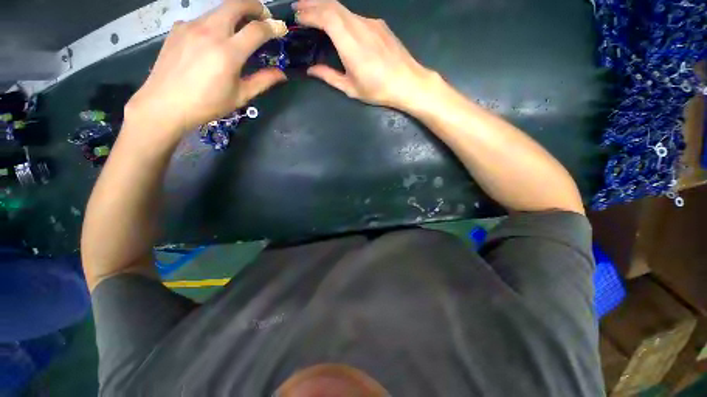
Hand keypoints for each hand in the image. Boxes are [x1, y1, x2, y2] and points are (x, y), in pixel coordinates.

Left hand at [124, 0, 287, 139]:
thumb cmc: (208, 104)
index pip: (257, 30)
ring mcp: (191, 26)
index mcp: (228, 52)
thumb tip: (281, 74)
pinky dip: (214, 25)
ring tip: (239, 31)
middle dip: (254, 6)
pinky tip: (213, 41)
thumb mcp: (240, 95)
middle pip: (236, 4)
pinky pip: (202, 19)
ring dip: (234, 15)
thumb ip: (263, 81)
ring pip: (218, 10)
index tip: (280, 29)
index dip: (272, 27)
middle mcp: (210, 31)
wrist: (165, 104)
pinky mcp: (178, 28)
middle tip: (263, 16)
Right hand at [294, 0, 437, 109]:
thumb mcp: (351, 88)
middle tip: (298, 8)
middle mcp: (360, 27)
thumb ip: (329, 76)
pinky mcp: (379, 25)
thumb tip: (311, 70)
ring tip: (314, 14)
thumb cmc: (378, 90)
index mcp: (351, 44)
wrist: (408, 82)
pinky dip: (341, 16)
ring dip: (326, 8)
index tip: (296, 17)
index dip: (309, 13)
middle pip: (333, 5)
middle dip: (312, 3)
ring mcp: (371, 23)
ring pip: (344, 9)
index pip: (326, 17)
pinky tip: (338, 25)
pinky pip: (355, 16)